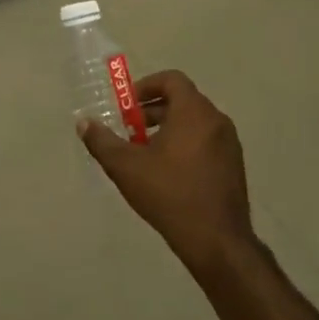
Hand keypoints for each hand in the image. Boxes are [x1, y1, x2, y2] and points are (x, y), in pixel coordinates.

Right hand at [79, 70, 256, 271]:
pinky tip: (168, 174)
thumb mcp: (126, 167)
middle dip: (153, 111)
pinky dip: (186, 144)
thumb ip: (102, 141)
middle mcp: (216, 120)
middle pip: (183, 101)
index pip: (172, 79)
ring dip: (168, 129)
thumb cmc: (169, 194)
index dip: (146, 86)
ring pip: (195, 123)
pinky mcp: (234, 165)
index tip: (126, 106)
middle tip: (130, 131)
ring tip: (145, 154)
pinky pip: (206, 142)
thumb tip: (84, 123)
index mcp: (194, 112)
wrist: (216, 240)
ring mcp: (229, 143)